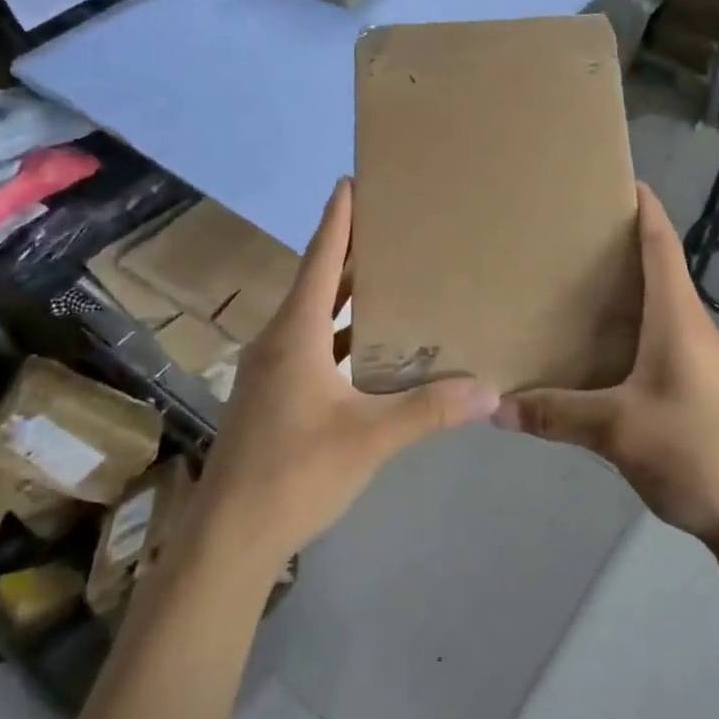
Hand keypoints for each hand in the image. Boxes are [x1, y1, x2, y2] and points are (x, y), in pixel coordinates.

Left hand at [191, 179, 500, 574]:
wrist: (230, 536)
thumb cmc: (295, 472)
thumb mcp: (370, 438)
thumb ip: (429, 411)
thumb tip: (489, 390)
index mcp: (296, 335)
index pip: (320, 260)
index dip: (337, 220)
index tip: (351, 181)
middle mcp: (279, 341)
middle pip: (317, 282)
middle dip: (349, 252)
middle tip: (388, 225)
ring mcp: (271, 370)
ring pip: (313, 317)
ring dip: (346, 296)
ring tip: (387, 277)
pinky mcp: (272, 396)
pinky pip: (310, 346)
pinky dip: (339, 335)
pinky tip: (368, 347)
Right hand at [493, 183, 718, 551]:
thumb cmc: (696, 451)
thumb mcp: (618, 430)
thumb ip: (557, 413)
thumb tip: (494, 407)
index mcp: (678, 318)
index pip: (663, 244)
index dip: (645, 208)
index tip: (619, 179)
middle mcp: (692, 327)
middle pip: (658, 269)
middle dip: (621, 245)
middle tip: (570, 233)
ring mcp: (699, 359)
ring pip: (657, 308)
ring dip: (625, 290)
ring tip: (574, 284)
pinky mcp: (697, 388)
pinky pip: (657, 341)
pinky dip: (628, 329)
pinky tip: (598, 349)